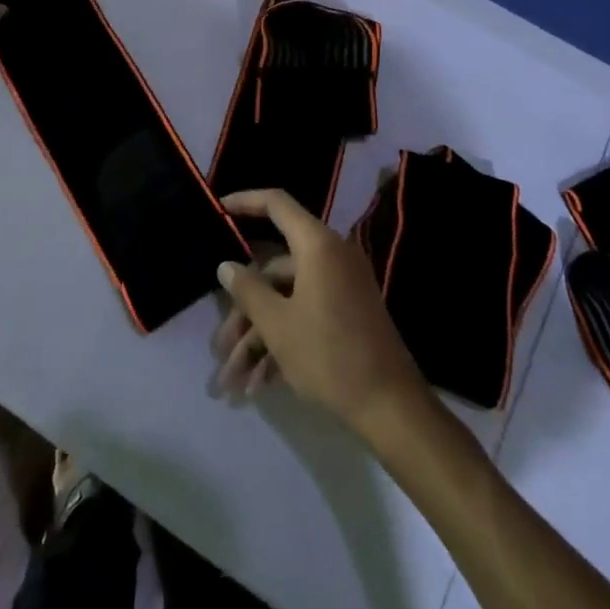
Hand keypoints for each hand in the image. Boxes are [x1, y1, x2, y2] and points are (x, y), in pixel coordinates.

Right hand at [213, 189, 429, 438]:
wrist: (391, 407)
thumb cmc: (329, 355)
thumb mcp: (277, 325)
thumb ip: (247, 290)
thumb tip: (226, 265)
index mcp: (317, 245)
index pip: (276, 204)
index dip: (245, 201)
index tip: (218, 208)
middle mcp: (330, 257)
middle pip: (273, 269)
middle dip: (243, 310)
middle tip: (219, 346)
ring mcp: (340, 286)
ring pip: (285, 298)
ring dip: (257, 337)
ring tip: (233, 380)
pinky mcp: (346, 313)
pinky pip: (304, 314)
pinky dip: (281, 342)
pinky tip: (258, 384)